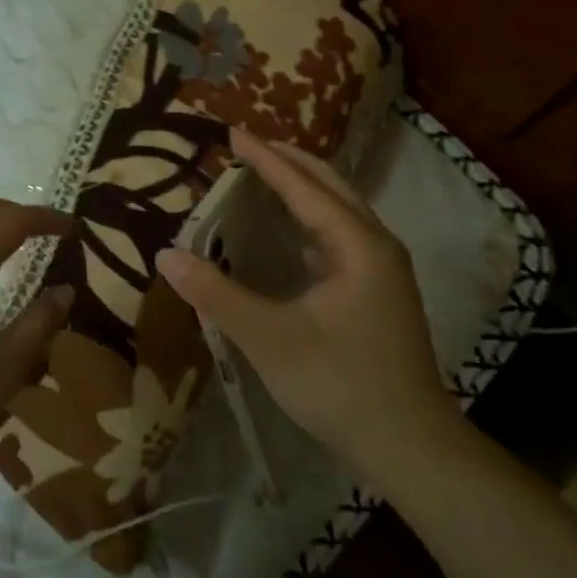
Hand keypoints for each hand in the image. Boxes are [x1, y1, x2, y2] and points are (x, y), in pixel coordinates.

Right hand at [154, 129, 462, 487]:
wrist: (409, 445)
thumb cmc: (340, 385)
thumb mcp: (270, 340)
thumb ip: (217, 295)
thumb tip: (167, 255)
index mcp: (358, 246)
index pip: (304, 187)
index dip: (265, 159)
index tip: (233, 132)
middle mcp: (377, 245)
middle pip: (330, 186)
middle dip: (289, 162)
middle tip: (246, 146)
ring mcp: (382, 268)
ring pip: (339, 209)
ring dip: (303, 187)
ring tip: (262, 175)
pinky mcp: (378, 290)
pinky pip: (340, 235)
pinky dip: (311, 218)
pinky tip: (287, 230)